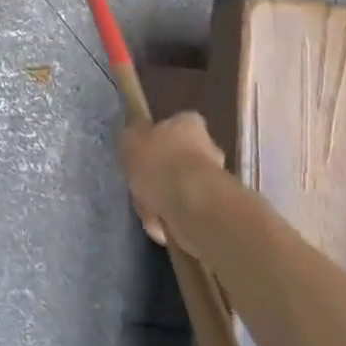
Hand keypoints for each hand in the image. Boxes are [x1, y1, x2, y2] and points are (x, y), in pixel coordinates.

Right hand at [119, 111, 226, 244]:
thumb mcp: (131, 139)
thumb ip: (132, 133)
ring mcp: (213, 179)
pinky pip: (183, 212)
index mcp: (188, 122)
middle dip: (160, 174)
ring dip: (162, 200)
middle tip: (140, 185)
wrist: (192, 206)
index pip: (171, 124)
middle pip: (177, 159)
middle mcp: (207, 146)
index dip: (153, 140)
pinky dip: (170, 219)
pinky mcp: (214, 209)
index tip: (140, 155)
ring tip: (147, 209)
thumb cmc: (160, 163)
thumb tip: (136, 126)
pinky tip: (159, 223)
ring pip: (178, 188)